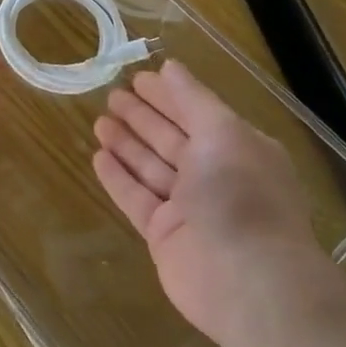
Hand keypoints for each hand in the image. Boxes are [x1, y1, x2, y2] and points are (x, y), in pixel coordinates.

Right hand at [93, 59, 322, 346]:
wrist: (247, 280)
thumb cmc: (240, 194)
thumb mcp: (223, 131)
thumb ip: (193, 98)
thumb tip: (171, 66)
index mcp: (237, 151)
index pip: (196, 114)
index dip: (168, 95)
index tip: (138, 78)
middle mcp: (214, 178)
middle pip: (171, 140)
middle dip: (143, 117)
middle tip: (111, 95)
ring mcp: (188, 209)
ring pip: (150, 167)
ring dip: (126, 144)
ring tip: (99, 121)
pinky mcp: (164, 235)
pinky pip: (136, 198)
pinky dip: (118, 177)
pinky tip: (98, 157)